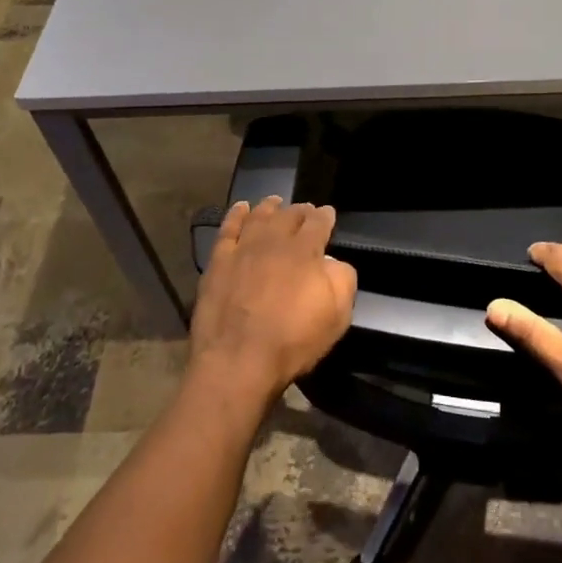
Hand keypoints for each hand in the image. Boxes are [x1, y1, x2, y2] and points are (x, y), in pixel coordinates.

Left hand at [189, 198, 356, 409]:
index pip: (318, 224)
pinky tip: (241, 208)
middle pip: (289, 216)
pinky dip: (236, 216)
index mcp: (305, 252)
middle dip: (300, 210)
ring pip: (259, 217)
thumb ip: (342, 280)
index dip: (325, 216)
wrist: (238, 361)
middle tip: (305, 208)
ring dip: (270, 207)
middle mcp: (274, 242)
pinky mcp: (218, 263)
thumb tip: (333, 261)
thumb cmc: (292, 342)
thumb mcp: (337, 316)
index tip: (328, 212)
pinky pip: (228, 230)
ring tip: (275, 201)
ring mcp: (243, 250)